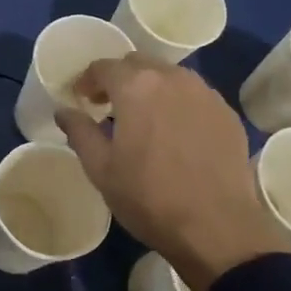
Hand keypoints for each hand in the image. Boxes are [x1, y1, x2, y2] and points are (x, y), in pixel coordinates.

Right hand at [56, 55, 290, 290]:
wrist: (216, 227)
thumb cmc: (149, 197)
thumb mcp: (101, 169)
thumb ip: (79, 132)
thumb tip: (64, 111)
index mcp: (136, 87)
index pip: (104, 67)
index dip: (87, 80)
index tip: (82, 99)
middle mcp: (173, 79)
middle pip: (138, 63)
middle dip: (119, 78)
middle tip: (108, 106)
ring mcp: (205, 94)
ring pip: (169, 76)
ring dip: (150, 88)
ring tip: (143, 118)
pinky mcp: (226, 113)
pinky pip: (194, 95)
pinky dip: (177, 103)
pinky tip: (175, 132)